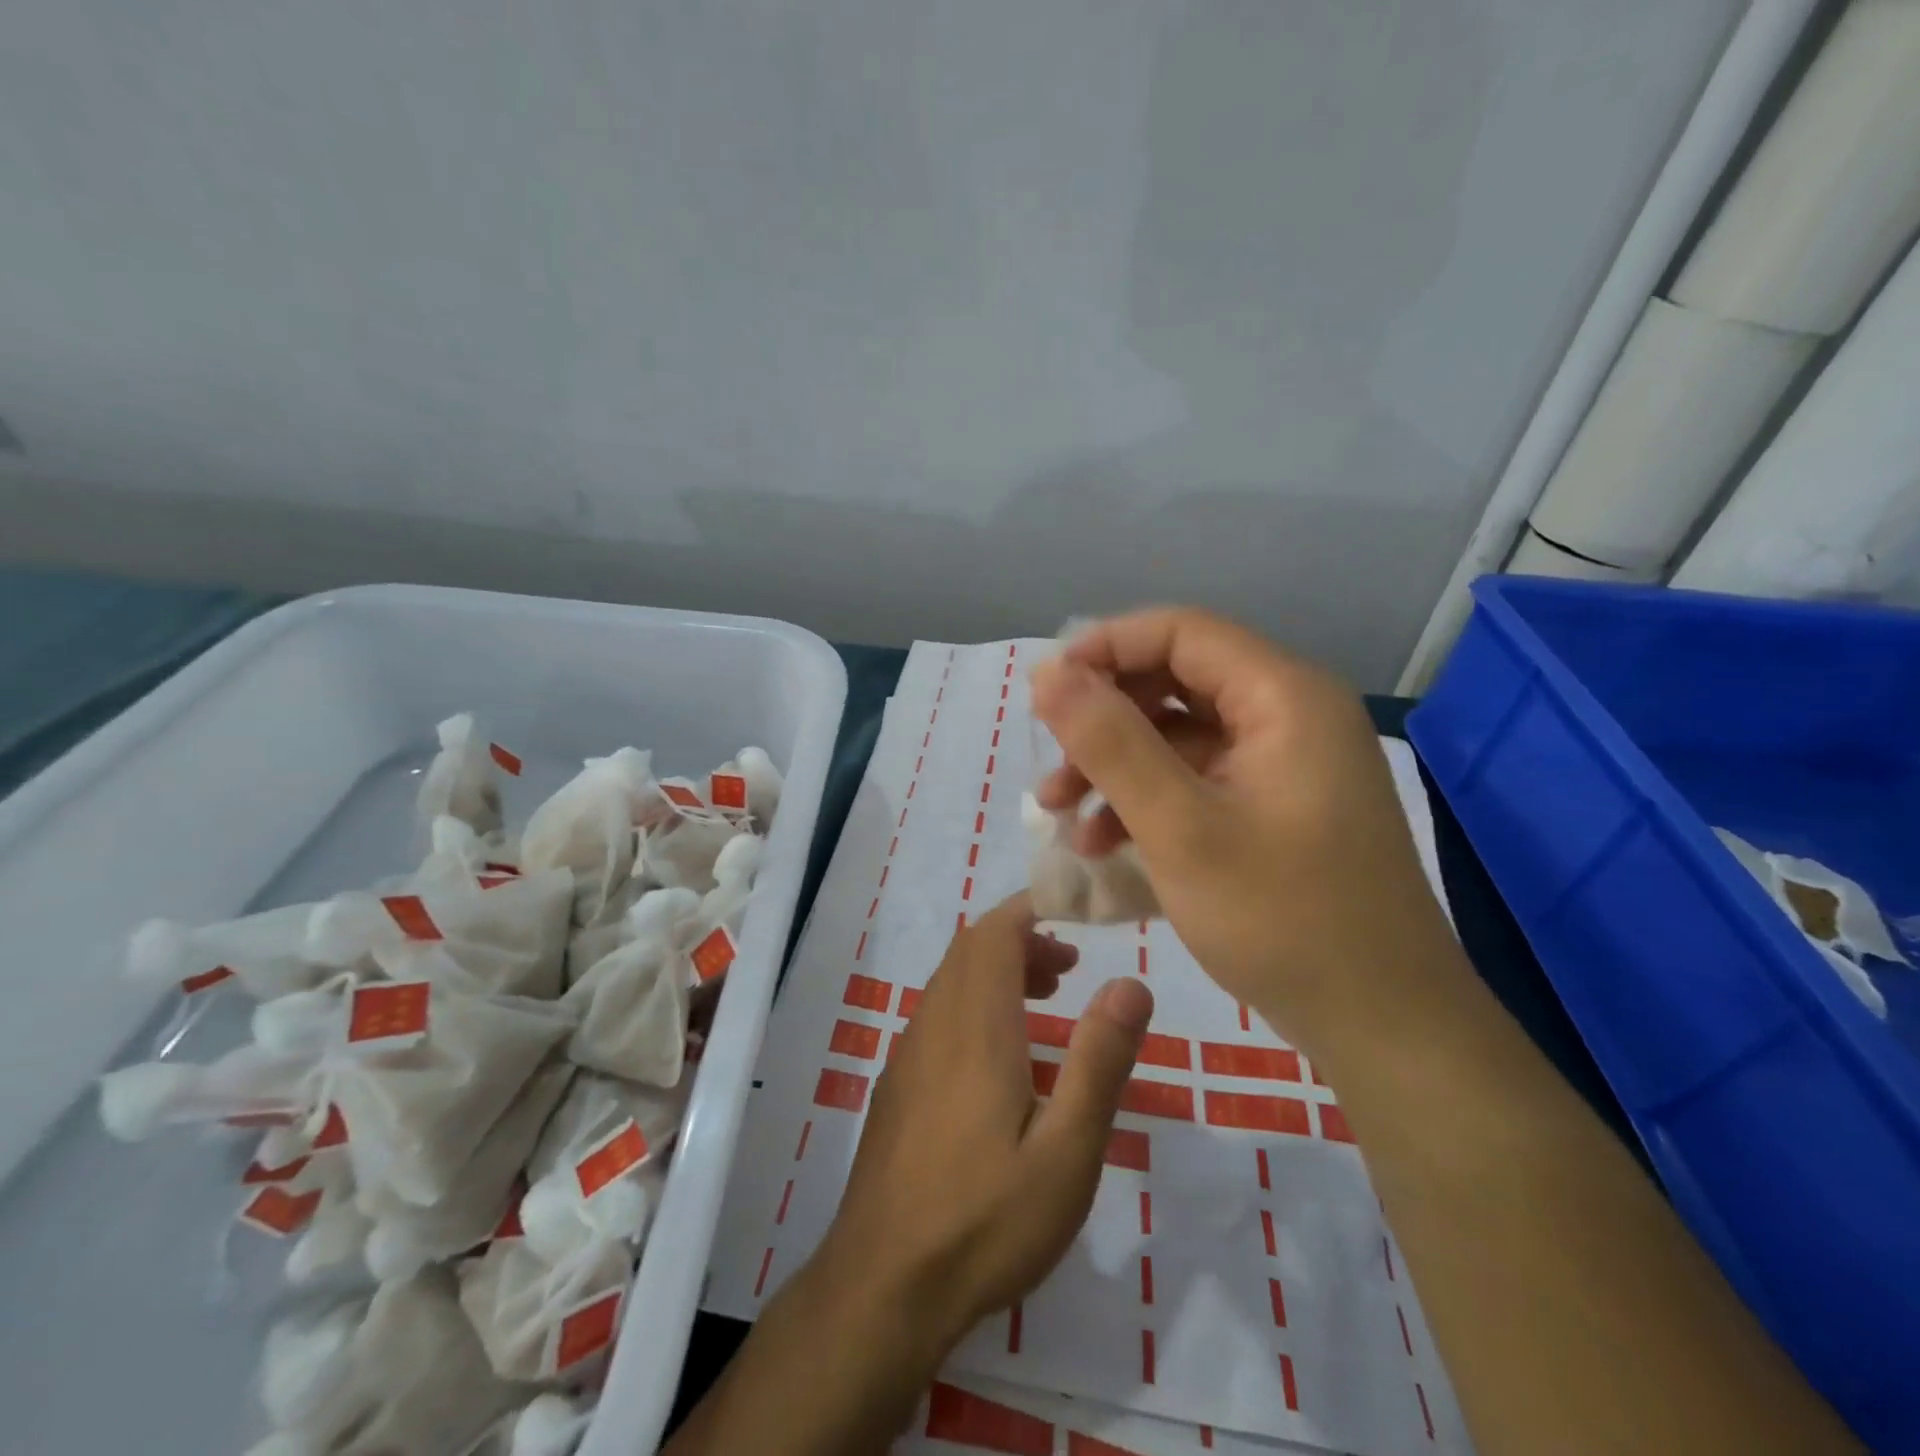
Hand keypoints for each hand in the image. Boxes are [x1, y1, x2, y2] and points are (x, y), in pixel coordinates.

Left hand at [813, 893, 1153, 1352]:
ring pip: (952, 978)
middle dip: (1022, 939)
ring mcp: (910, 1052)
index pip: (996, 931)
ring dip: (998, 970)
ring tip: (1048, 1001)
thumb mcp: (1066, 1151)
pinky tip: (1003, 1057)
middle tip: (1071, 969)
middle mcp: (936, 1023)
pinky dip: (976, 1001)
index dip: (1032, 909)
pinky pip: (939, 1012)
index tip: (1075, 914)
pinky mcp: (899, 1083)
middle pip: (972, 948)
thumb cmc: (985, 1219)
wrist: (882, 1284)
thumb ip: (1099, 1061)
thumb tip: (1131, 982)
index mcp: (975, 1025)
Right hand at [1028, 607, 1451, 1053]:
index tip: (1044, 692)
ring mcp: (1284, 763)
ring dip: (1116, 766)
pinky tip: (1104, 845)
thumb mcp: (1180, 828)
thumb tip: (1047, 672)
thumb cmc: (1284, 920)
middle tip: (1051, 765)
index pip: (1180, 632)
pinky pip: (1198, 778)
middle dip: (1104, 719)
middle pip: (1175, 681)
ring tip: (1063, 815)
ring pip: (1179, 734)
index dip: (1104, 649)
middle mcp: (1289, 714)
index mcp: (1283, 696)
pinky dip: (1147, 800)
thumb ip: (1110, 743)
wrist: (1384, 1026)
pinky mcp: (1275, 806)